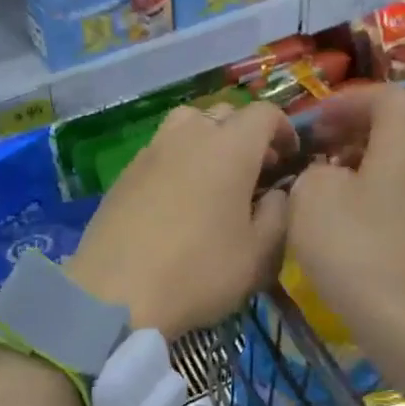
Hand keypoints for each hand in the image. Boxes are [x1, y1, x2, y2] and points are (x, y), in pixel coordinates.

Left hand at [67, 102, 295, 339]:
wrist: (115, 293)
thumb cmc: (199, 272)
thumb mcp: (259, 255)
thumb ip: (279, 215)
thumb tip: (277, 194)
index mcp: (230, 147)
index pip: (264, 113)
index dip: (283, 130)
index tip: (289, 159)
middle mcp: (189, 136)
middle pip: (224, 113)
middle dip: (246, 134)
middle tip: (255, 171)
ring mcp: (151, 151)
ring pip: (187, 124)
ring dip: (208, 140)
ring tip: (214, 177)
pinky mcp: (124, 173)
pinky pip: (160, 150)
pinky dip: (178, 160)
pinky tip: (178, 198)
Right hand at [287, 85, 404, 395]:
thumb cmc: (356, 249)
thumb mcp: (310, 197)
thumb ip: (310, 170)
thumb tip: (323, 175)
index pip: (384, 95)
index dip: (345, 100)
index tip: (313, 123)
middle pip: (390, 130)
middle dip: (347, 134)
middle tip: (310, 153)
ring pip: (392, 166)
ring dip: (354, 167)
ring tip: (316, 189)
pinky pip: (395, 197)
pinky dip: (366, 197)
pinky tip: (337, 224)